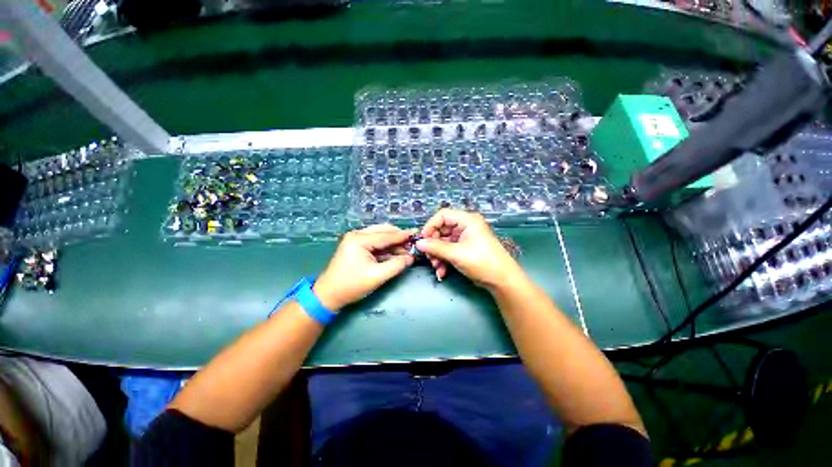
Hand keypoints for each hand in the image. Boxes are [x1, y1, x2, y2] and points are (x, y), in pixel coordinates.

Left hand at [314, 224, 415, 309]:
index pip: (386, 235)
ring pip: (379, 235)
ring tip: (405, 250)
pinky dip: (385, 246)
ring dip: (392, 242)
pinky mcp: (355, 245)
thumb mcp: (377, 276)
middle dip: (398, 237)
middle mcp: (357, 235)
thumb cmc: (352, 286)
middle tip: (412, 245)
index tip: (417, 234)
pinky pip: (375, 241)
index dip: (403, 235)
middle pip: (383, 231)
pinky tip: (394, 252)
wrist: (328, 295)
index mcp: (359, 240)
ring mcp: (355, 239)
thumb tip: (410, 257)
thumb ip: (396, 265)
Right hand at [416, 209, 525, 290]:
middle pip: (441, 230)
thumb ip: (435, 247)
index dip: (430, 226)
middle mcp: (465, 226)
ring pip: (443, 242)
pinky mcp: (465, 249)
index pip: (442, 215)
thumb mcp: (456, 254)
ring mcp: (465, 238)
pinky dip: (443, 260)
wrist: (502, 280)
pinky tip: (442, 271)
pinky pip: (449, 250)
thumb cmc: (481, 262)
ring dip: (437, 255)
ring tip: (436, 267)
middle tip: (428, 257)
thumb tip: (418, 243)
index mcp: (467, 220)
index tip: (422, 240)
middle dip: (433, 245)